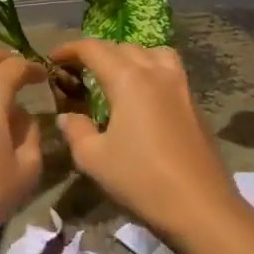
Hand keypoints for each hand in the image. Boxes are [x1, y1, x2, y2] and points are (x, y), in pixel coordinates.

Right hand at [50, 38, 241, 241]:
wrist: (200, 206)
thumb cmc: (141, 179)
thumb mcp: (94, 159)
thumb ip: (76, 131)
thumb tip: (68, 116)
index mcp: (129, 79)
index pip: (94, 49)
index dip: (70, 48)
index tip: (53, 58)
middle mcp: (156, 73)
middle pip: (123, 47)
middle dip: (98, 53)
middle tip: (79, 71)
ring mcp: (181, 87)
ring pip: (153, 53)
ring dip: (130, 57)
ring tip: (117, 76)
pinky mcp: (195, 104)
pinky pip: (169, 72)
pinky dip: (151, 72)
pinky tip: (142, 99)